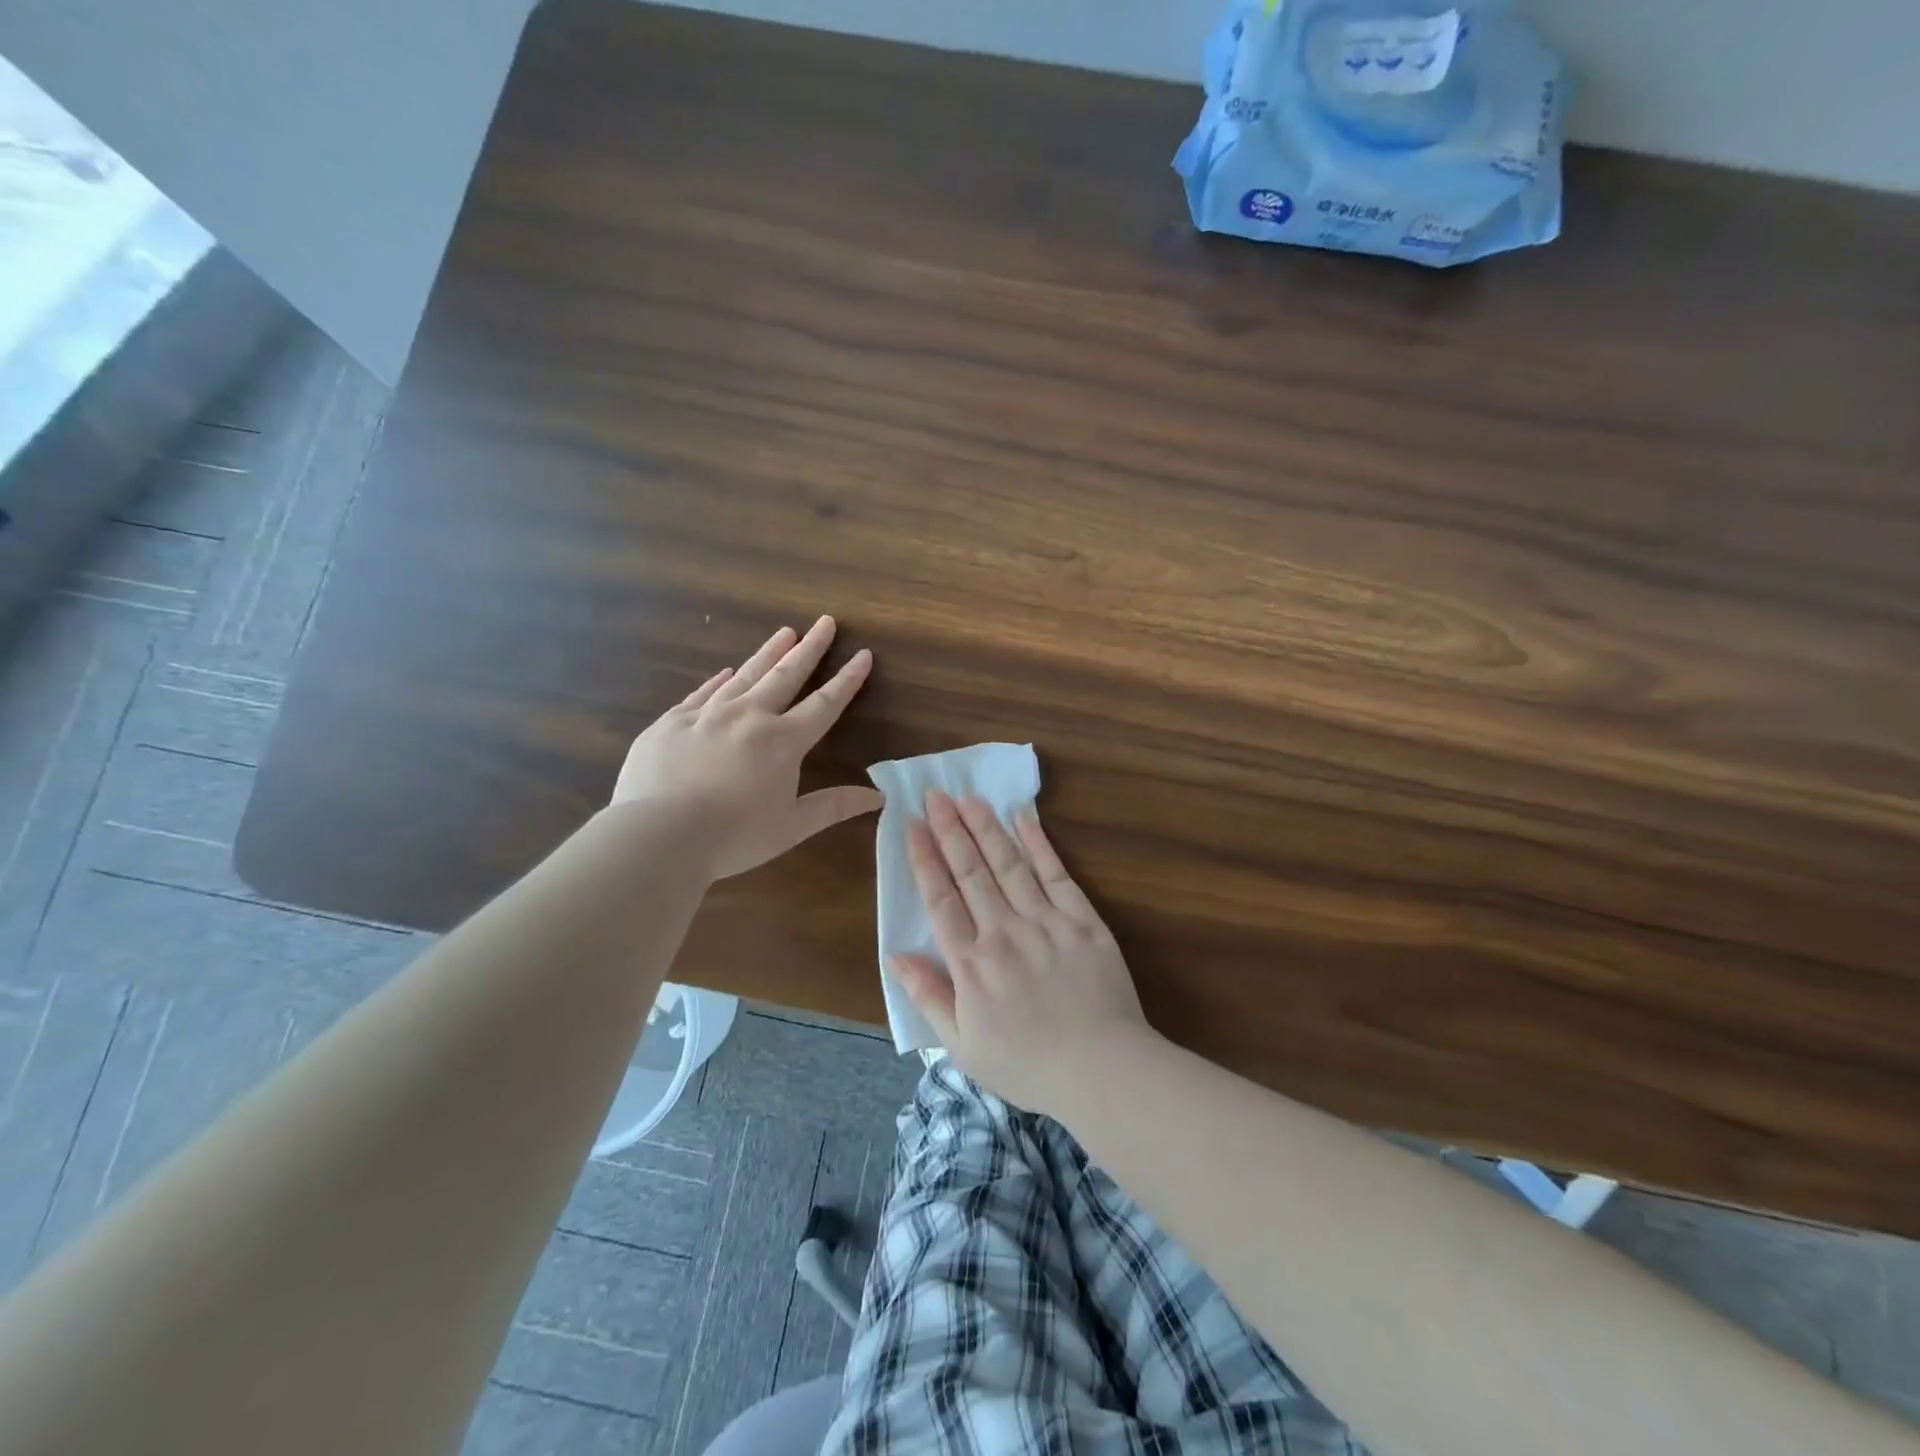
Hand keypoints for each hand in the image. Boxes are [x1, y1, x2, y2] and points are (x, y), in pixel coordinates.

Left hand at [611, 617, 882, 878]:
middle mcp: (749, 716)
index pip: (824, 703)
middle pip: (786, 675)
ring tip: (785, 632)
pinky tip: (726, 672)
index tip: (862, 654)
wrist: (659, 834)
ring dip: (768, 653)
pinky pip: (702, 693)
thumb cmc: (734, 836)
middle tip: (825, 622)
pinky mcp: (672, 722)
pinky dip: (719, 681)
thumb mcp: (792, 826)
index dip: (847, 680)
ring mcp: (707, 714)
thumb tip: (878, 796)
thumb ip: (834, 806)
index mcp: (783, 742)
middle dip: (810, 648)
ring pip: (745, 675)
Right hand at [891, 790, 1151, 1116]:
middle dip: (950, 829)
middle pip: (971, 871)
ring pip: (1009, 864)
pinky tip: (1024, 817)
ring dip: (986, 828)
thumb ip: (928, 997)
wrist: (1102, 1070)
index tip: (912, 824)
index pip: (940, 899)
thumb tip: (895, 956)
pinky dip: (1039, 844)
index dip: (924, 859)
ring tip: (969, 797)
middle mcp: (1003, 932)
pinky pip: (1056, 874)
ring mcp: (1045, 922)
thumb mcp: (963, 1047)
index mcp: (971, 963)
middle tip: (936, 794)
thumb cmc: (1027, 1065)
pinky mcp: (1082, 920)